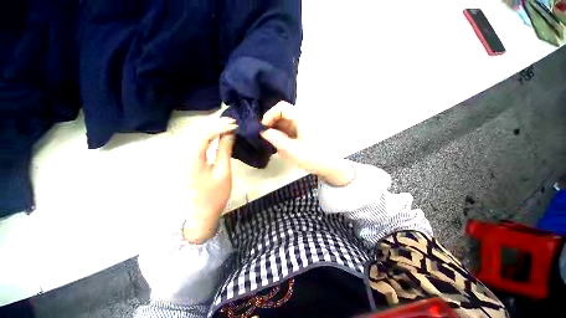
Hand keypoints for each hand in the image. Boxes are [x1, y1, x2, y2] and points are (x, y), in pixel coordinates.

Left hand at [182, 117, 236, 243]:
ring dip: (213, 128)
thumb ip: (224, 150)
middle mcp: (186, 154)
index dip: (220, 127)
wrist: (202, 212)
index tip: (235, 124)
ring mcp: (186, 157)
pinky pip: (199, 142)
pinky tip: (218, 134)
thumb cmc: (215, 194)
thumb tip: (230, 134)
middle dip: (216, 124)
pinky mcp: (190, 160)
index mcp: (193, 158)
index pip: (205, 134)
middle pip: (199, 131)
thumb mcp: (223, 172)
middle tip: (232, 122)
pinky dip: (210, 135)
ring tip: (227, 125)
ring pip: (198, 135)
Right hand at [260, 102, 354, 186]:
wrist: (332, 166)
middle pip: (283, 115)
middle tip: (267, 139)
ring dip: (278, 132)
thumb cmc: (313, 157)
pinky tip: (284, 147)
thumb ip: (276, 139)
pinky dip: (284, 136)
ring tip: (275, 146)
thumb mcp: (292, 150)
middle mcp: (303, 117)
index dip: (269, 115)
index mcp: (302, 118)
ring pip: (286, 123)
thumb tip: (263, 131)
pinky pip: (291, 130)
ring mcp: (305, 125)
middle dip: (272, 126)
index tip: (263, 129)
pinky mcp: (305, 131)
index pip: (281, 107)